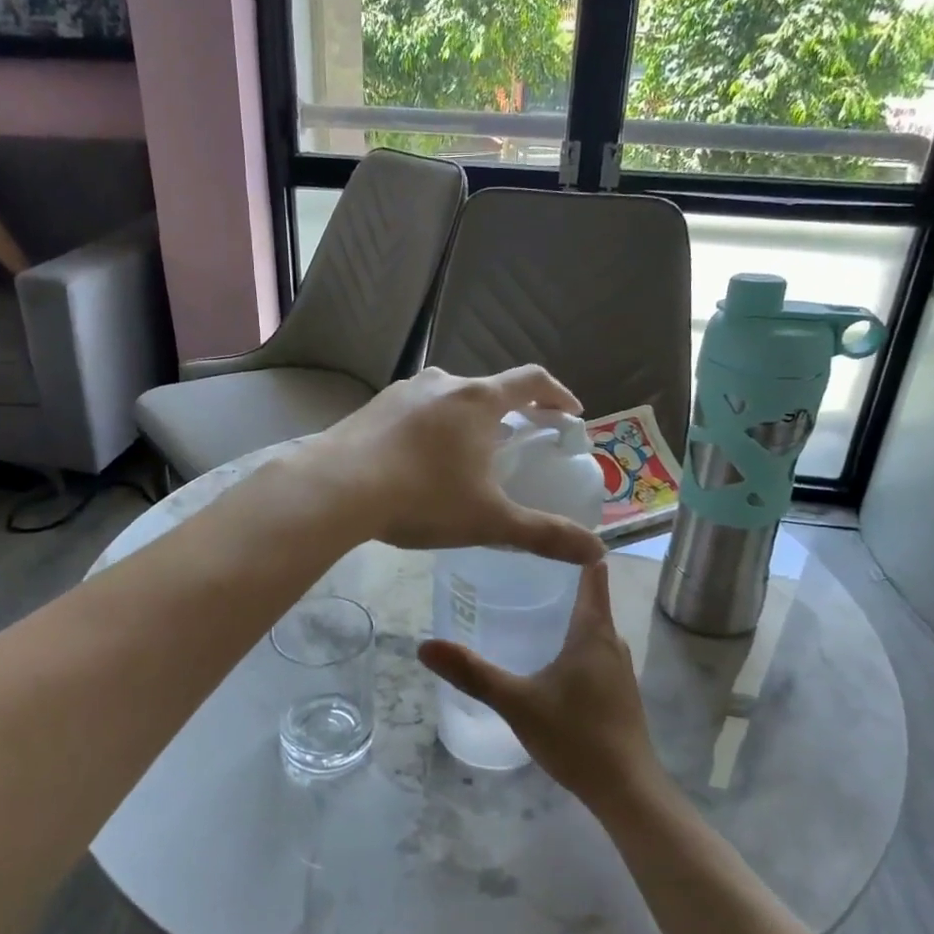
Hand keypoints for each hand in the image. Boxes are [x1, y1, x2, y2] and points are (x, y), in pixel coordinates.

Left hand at [311, 365, 605, 566]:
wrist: (336, 489)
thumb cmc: (423, 497)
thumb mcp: (489, 521)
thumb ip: (545, 534)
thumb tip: (598, 552)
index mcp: (479, 400)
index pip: (532, 381)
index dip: (558, 394)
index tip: (570, 413)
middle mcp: (443, 383)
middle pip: (488, 390)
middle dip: (509, 413)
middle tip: (516, 443)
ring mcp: (402, 391)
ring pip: (448, 400)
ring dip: (466, 420)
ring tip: (466, 456)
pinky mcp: (372, 407)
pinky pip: (414, 411)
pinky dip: (430, 429)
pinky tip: (418, 463)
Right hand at [419, 561, 666, 811]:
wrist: (627, 790)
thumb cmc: (575, 736)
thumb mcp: (517, 702)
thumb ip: (473, 674)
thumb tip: (424, 646)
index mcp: (593, 631)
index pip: (592, 573)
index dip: (575, 549)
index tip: (544, 534)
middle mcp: (611, 641)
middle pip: (589, 597)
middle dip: (558, 581)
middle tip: (516, 568)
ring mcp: (618, 668)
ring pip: (591, 627)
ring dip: (565, 613)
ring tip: (526, 605)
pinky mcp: (617, 691)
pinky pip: (594, 650)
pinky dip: (572, 640)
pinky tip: (546, 657)